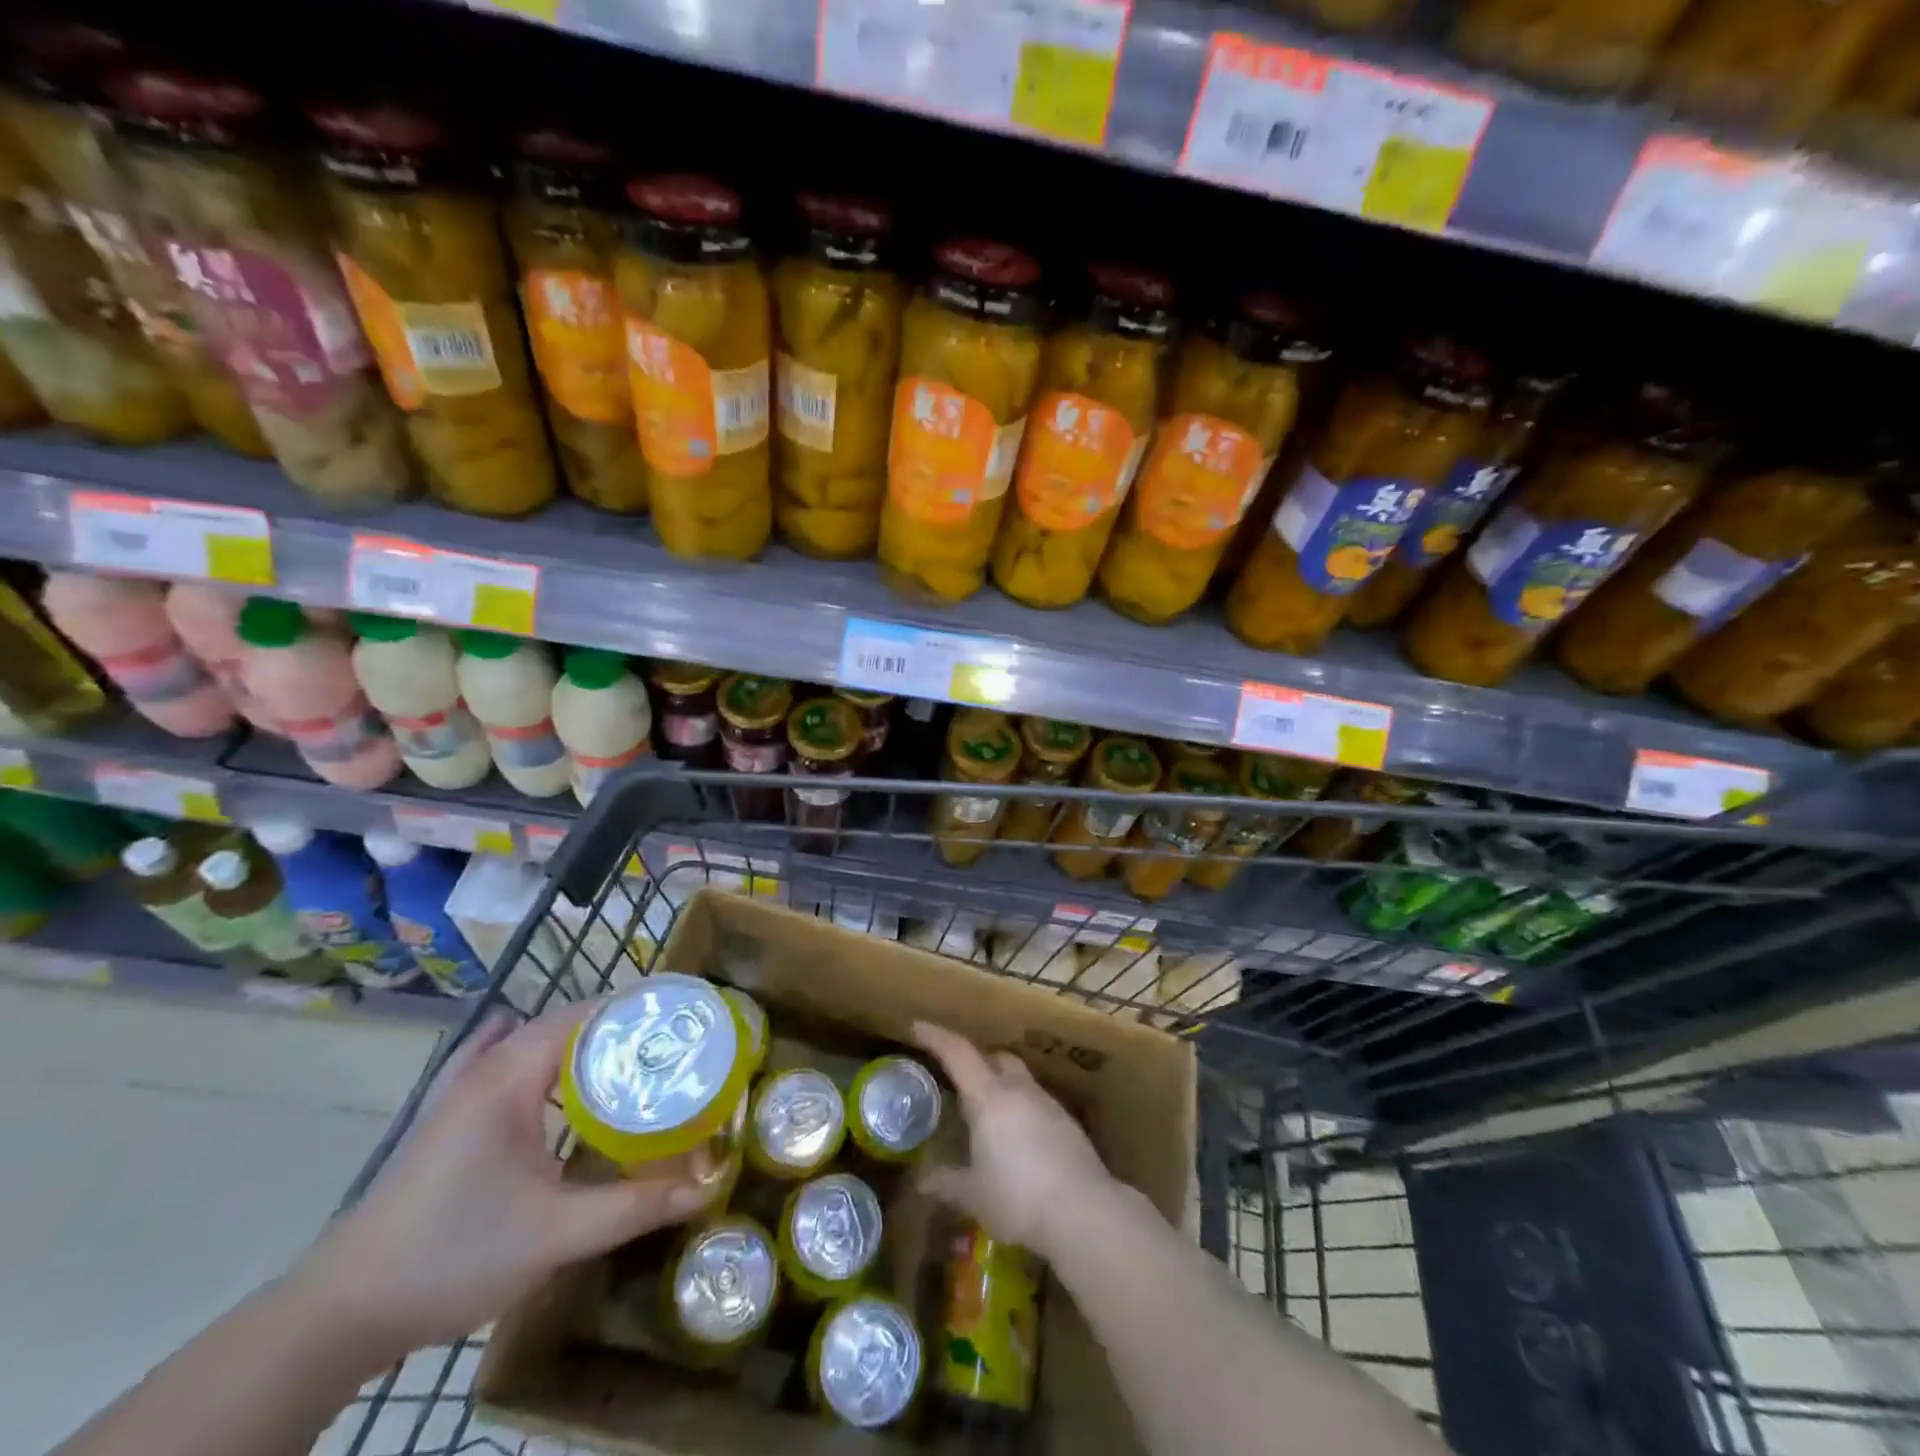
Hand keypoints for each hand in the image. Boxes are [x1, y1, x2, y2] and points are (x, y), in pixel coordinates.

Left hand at [301, 1000, 716, 1357]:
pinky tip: (552, 1081)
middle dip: (615, 1028)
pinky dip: (535, 1056)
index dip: (633, 1009)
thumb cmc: (453, 1257)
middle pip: (561, 1023)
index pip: (582, 1014)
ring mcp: (456, 1091)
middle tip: (667, 1048)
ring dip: (578, 1043)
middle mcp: (483, 1069)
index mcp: (508, 1077)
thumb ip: (634, 1206)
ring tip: (625, 1060)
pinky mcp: (444, 1116)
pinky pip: (500, 1060)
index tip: (680, 1021)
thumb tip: (708, 1186)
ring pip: (530, 1040)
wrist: (340, 1313)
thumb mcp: (556, 1234)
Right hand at [913, 1021, 1114, 1257]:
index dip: (937, 1037)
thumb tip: (924, 1181)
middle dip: (977, 1061)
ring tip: (989, 1116)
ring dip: (1002, 1086)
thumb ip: (947, 1183)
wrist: (1083, 1210)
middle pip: (996, 1058)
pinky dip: (1022, 1110)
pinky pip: (1037, 1103)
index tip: (918, 1026)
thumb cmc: (1018, 1197)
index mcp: (989, 1098)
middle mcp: (1019, 1090)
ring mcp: (1048, 1104)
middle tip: (960, 1079)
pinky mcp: (1068, 1123)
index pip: (958, 1053)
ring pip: (1019, 1079)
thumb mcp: (974, 1195)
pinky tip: (1019, 1140)